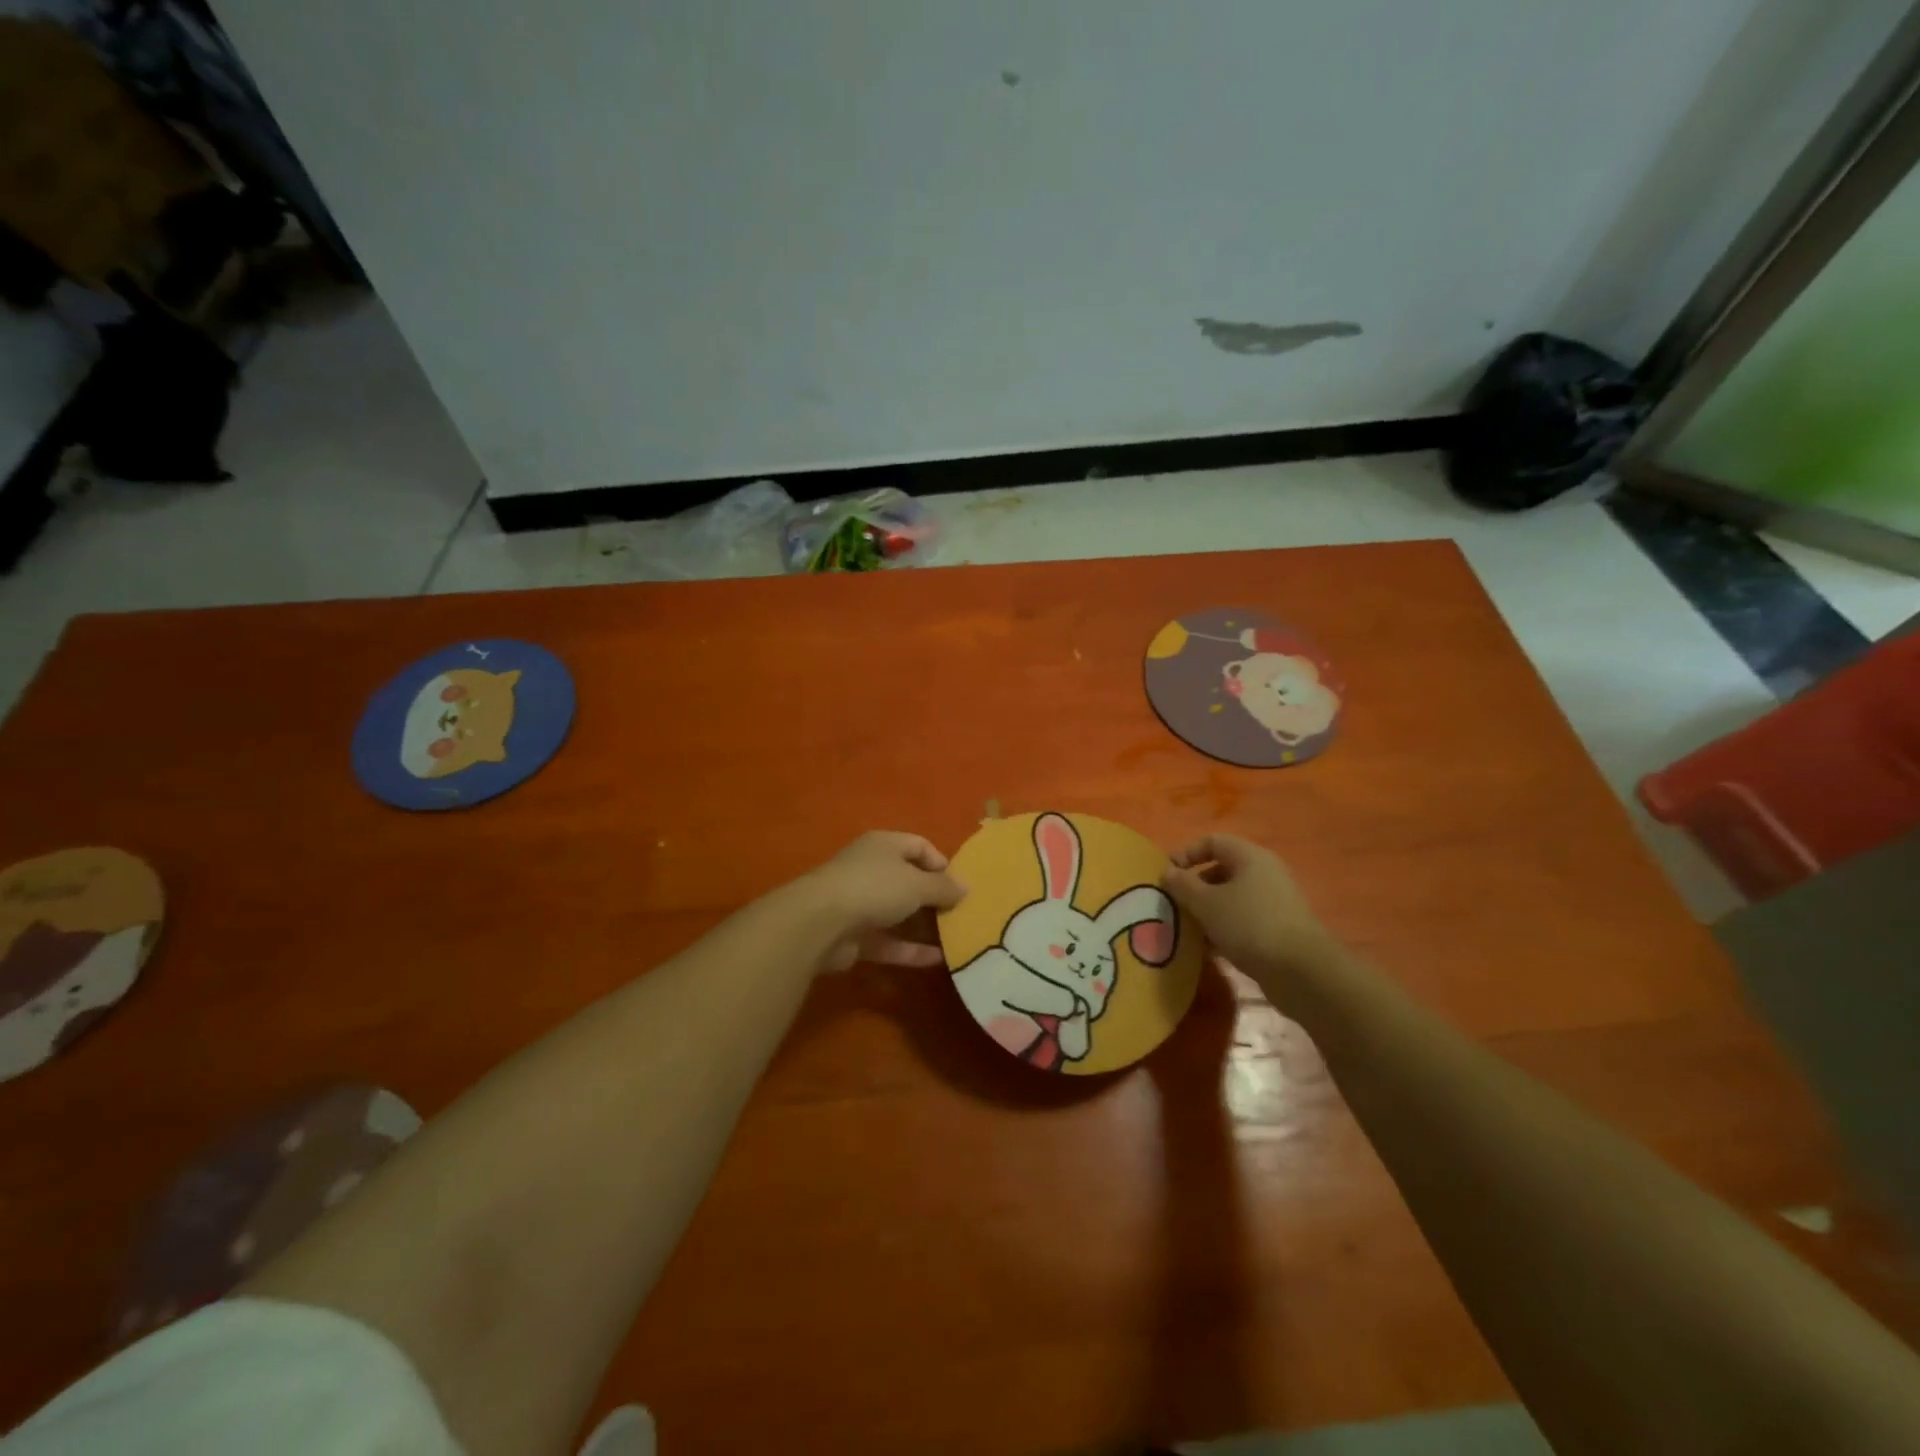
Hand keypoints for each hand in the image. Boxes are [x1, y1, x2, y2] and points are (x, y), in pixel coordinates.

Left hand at [795, 832, 967, 971]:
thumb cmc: (874, 887)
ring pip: (898, 913)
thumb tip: (965, 887)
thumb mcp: (917, 883)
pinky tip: (939, 960)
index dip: (940, 862)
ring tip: (955, 938)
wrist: (820, 923)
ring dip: (924, 926)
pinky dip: (911, 950)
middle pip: (908, 880)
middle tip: (962, 913)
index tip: (959, 884)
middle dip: (934, 897)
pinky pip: (889, 942)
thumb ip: (943, 886)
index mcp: (884, 845)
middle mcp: (871, 870)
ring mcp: (860, 904)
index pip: (918, 846)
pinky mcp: (855, 937)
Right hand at [1162, 834, 1342, 994]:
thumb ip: (1183, 885)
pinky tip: (1210, 949)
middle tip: (1175, 905)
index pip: (1212, 842)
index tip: (1166, 876)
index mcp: (1250, 857)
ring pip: (1231, 898)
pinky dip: (1224, 929)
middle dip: (1194, 887)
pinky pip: (1243, 920)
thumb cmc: (1249, 925)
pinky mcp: (1279, 929)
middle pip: (1221, 870)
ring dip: (1207, 911)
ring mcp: (1274, 902)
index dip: (1186, 854)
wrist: (1302, 972)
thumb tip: (1167, 871)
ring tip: (1188, 930)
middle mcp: (1264, 873)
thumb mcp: (1206, 903)